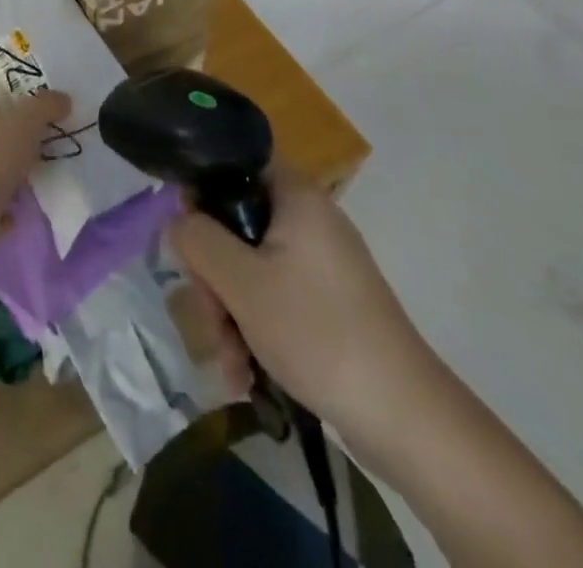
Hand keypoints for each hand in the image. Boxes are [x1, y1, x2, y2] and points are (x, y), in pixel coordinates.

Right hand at [169, 167, 441, 467]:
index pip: (235, 163)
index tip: (188, 235)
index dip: (203, 191)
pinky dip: (255, 329)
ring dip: (229, 312)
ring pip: (251, 267)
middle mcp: (309, 218)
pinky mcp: (328, 302)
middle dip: (213, 275)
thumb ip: (198, 240)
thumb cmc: (317, 332)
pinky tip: (245, 373)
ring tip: (230, 362)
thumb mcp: (241, 283)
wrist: (405, 418)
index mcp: (295, 195)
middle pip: (237, 224)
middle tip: (211, 314)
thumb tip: (177, 219)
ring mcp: (321, 262)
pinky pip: (274, 297)